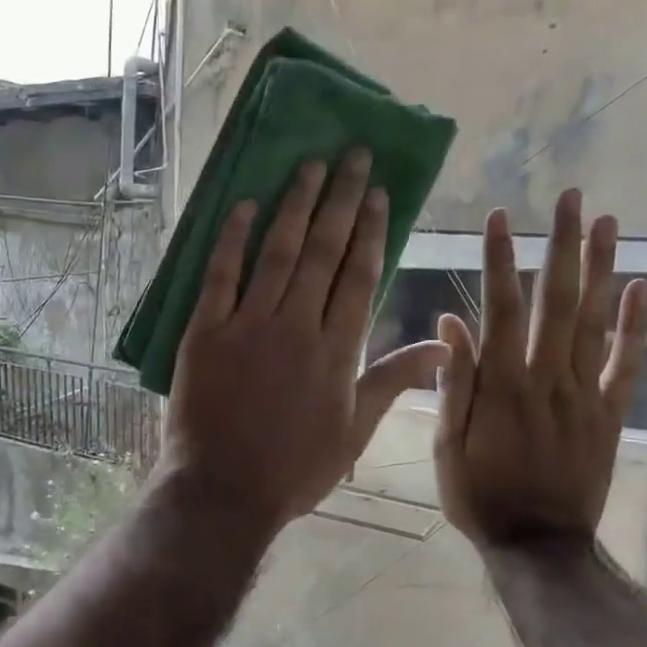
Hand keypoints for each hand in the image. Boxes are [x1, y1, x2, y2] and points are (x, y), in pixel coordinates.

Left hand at [163, 149, 448, 537]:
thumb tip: (442, 345)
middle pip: (324, 251)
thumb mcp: (354, 432)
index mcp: (337, 350)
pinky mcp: (204, 331)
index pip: (360, 275)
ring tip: (310, 166)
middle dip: (341, 200)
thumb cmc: (294, 469)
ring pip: (277, 252)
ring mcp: (247, 325)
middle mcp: (296, 325)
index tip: (380, 193)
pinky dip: (232, 238)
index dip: (372, 230)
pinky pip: (219, 275)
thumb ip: (393, 380)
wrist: (224, 490)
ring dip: (295, 205)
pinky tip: (244, 204)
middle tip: (352, 156)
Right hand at [434, 189, 646, 550]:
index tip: (499, 217)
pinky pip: (627, 366)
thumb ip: (452, 383)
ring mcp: (584, 395)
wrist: (538, 545)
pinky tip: (640, 289)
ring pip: (596, 323)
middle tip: (571, 198)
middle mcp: (546, 379)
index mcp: (501, 385)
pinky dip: (637, 327)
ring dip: (602, 270)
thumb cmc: (479, 495)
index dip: (499, 260)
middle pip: (557, 301)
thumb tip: (449, 324)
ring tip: (608, 223)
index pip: (500, 309)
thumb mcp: (446, 445)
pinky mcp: (610, 415)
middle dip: (563, 246)